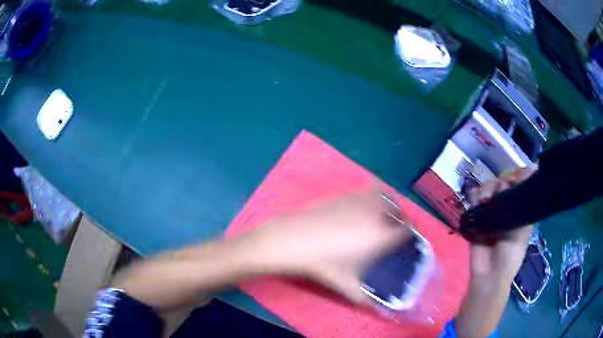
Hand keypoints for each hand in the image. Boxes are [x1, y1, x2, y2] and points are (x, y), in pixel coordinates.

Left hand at [239, 187, 411, 303]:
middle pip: (400, 211)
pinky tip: (364, 209)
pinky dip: (375, 197)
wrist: (293, 240)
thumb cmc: (323, 264)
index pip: (409, 229)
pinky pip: (369, 190)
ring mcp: (361, 200)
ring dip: (390, 207)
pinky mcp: (346, 193)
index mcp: (382, 235)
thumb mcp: (347, 285)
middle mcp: (377, 214)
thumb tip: (377, 307)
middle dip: (402, 221)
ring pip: (387, 197)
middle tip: (394, 233)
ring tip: (383, 219)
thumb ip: (366, 299)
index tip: (407, 242)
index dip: (411, 235)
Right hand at [467, 165, 536, 279]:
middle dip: (503, 182)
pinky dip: (475, 196)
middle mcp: (506, 208)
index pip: (520, 185)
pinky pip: (475, 200)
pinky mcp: (477, 217)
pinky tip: (477, 201)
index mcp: (519, 210)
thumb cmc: (510, 256)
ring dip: (488, 190)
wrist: (488, 274)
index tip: (516, 177)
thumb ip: (521, 208)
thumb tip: (514, 183)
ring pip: (489, 189)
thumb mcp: (522, 233)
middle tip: (502, 190)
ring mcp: (491, 212)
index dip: (518, 176)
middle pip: (504, 182)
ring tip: (486, 200)